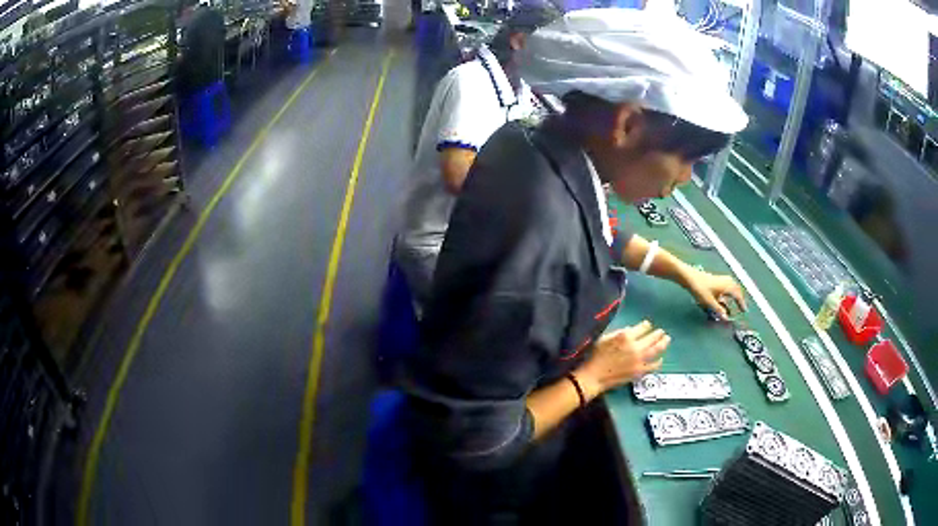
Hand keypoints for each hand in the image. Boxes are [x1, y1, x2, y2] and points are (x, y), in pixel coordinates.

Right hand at [574, 320, 669, 398]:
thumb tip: (631, 330)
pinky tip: (660, 359)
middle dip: (658, 334)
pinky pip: (653, 365)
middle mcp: (635, 347)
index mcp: (625, 336)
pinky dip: (658, 361)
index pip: (642, 327)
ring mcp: (639, 360)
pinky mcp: (639, 371)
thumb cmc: (595, 355)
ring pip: (656, 350)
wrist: (593, 376)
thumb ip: (619, 332)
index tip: (647, 325)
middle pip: (652, 338)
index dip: (646, 325)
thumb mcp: (605, 338)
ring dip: (663, 344)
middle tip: (662, 332)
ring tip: (666, 340)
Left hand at [682, 266, 746, 318]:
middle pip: (737, 289)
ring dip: (734, 294)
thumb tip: (726, 318)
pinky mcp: (716, 279)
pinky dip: (728, 291)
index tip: (744, 310)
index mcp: (727, 286)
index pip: (738, 295)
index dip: (741, 304)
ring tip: (735, 301)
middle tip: (741, 306)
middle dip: (739, 298)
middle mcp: (726, 281)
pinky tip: (724, 296)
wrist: (689, 277)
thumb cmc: (700, 288)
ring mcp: (721, 279)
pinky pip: (726, 285)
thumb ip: (718, 310)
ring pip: (732, 287)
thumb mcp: (709, 302)